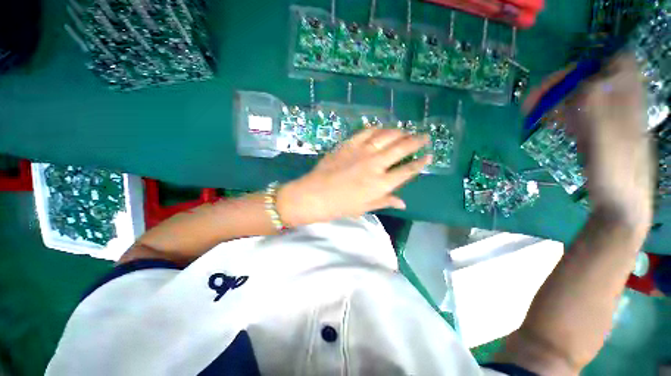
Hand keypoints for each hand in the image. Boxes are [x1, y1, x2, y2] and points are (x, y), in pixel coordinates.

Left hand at [276, 128, 431, 226]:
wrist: (315, 195)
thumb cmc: (340, 206)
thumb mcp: (364, 207)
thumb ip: (385, 201)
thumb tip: (403, 203)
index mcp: (381, 183)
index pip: (407, 171)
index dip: (420, 163)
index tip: (429, 156)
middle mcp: (375, 164)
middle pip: (401, 149)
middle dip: (416, 141)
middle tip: (424, 135)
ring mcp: (362, 152)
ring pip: (386, 136)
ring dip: (399, 132)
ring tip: (405, 131)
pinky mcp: (349, 144)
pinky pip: (366, 132)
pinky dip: (376, 129)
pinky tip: (382, 129)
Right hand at [527, 54, 653, 227]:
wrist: (622, 206)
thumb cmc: (617, 176)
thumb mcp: (608, 142)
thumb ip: (599, 109)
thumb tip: (585, 82)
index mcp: (630, 103)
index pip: (614, 63)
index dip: (586, 67)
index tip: (558, 83)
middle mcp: (621, 105)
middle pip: (592, 78)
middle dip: (561, 86)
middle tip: (531, 103)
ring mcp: (609, 119)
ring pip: (582, 97)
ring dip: (557, 101)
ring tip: (533, 114)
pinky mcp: (598, 133)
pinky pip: (580, 114)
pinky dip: (562, 115)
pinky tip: (549, 124)